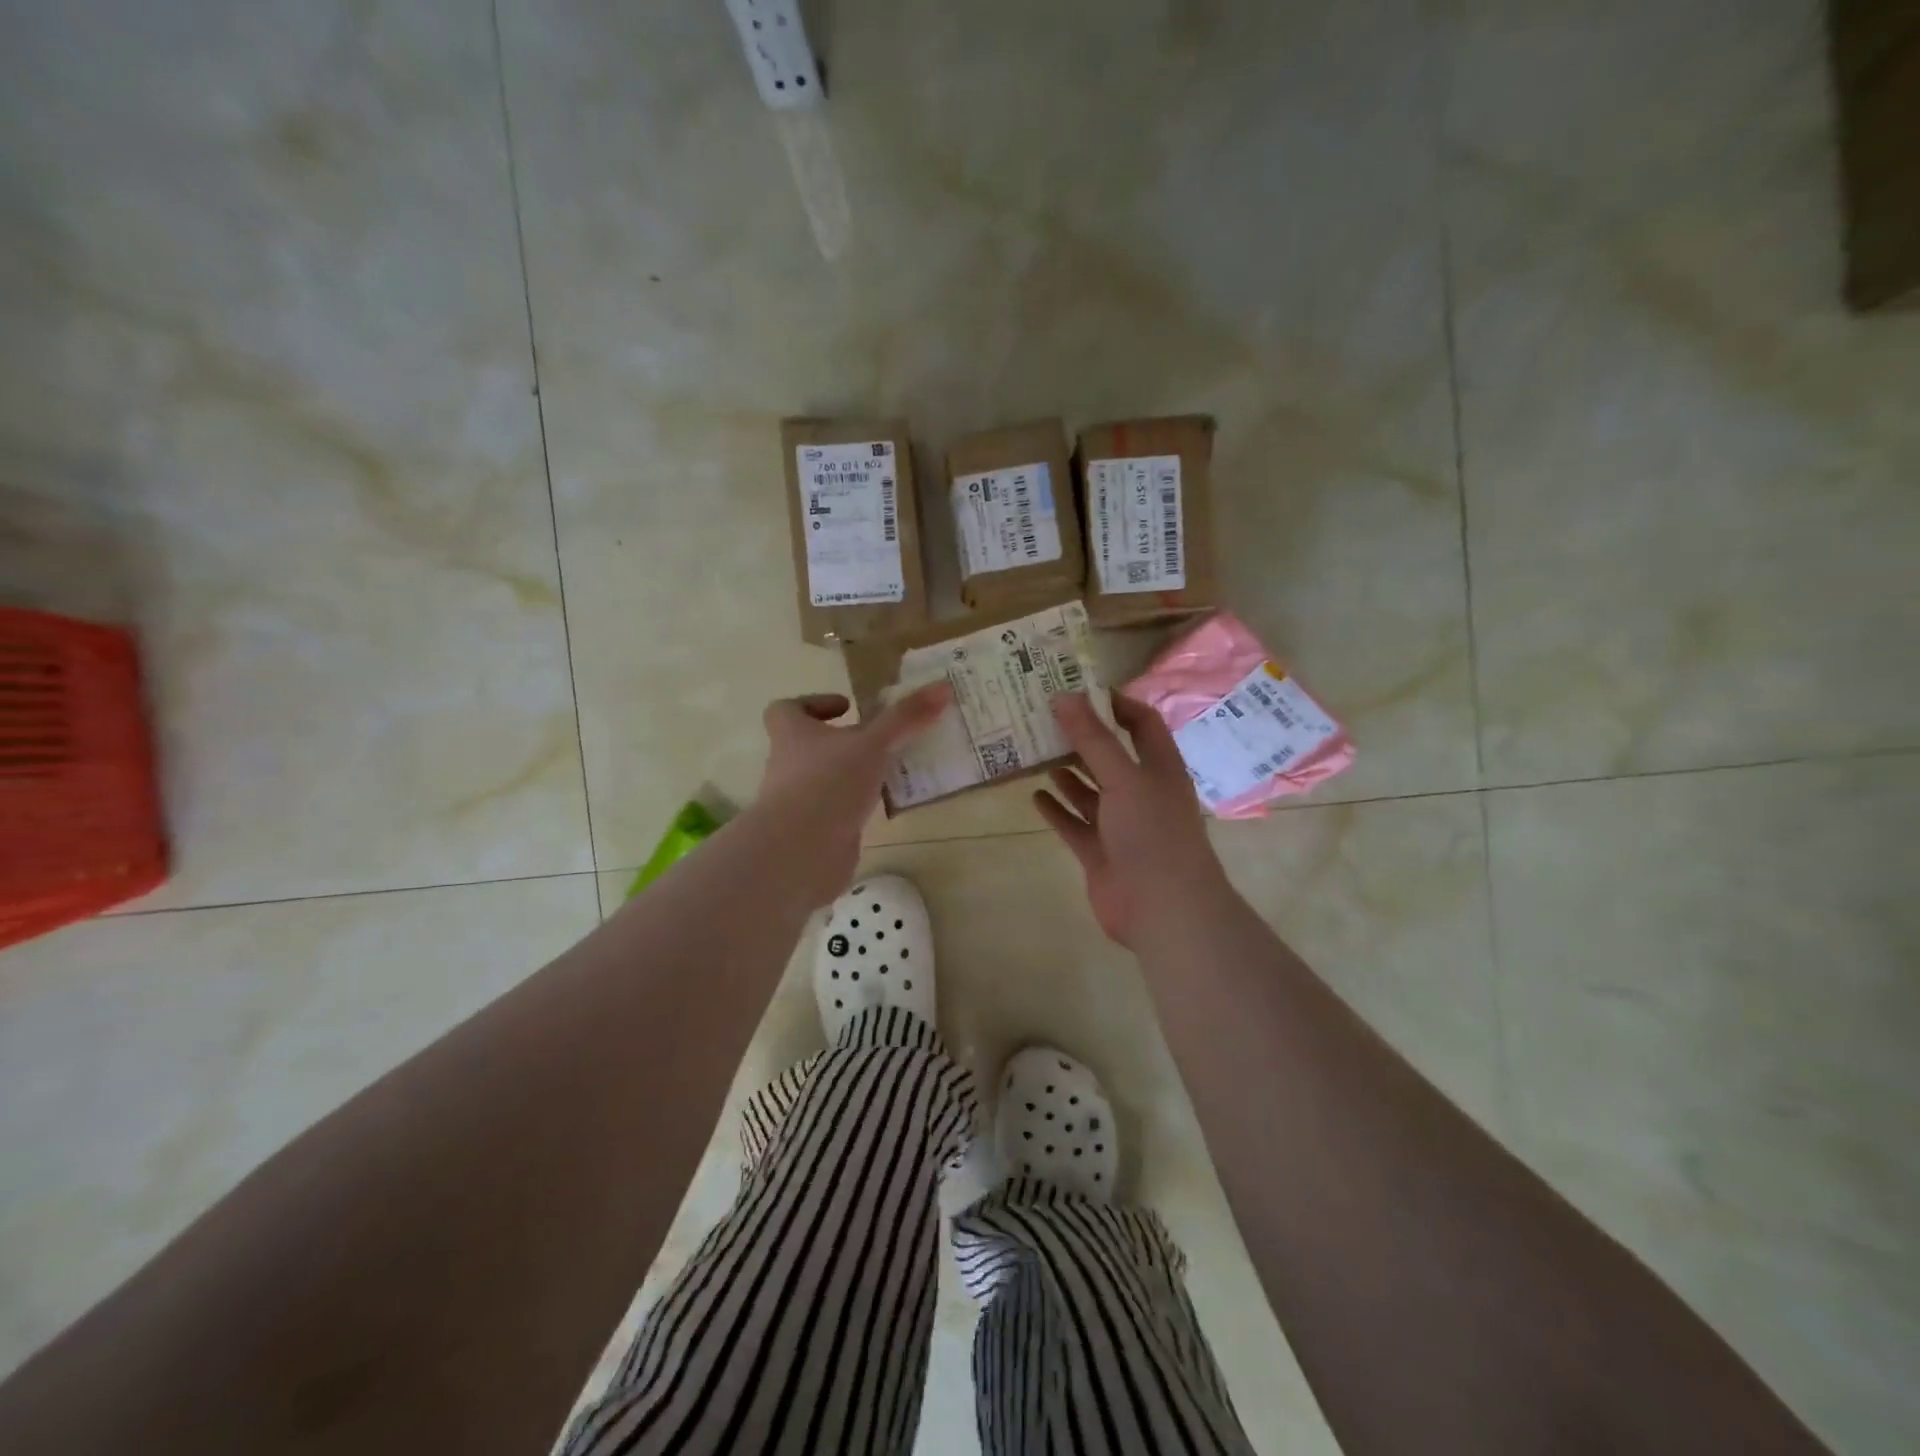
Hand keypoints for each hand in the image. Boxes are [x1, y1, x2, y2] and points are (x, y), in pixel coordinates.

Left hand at [750, 683, 950, 905]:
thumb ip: (905, 717)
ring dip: (852, 775)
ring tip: (891, 772)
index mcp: (792, 735)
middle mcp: (788, 765)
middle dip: (843, 742)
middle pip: (809, 745)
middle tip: (881, 740)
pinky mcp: (812, 831)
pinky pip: (835, 811)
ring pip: (825, 779)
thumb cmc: (828, 783)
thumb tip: (943, 686)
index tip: (848, 707)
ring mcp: (798, 801)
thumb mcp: (873, 744)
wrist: (800, 853)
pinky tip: (883, 808)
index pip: (786, 709)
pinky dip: (855, 807)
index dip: (814, 703)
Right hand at [1035, 693, 1232, 947]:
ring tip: (1034, 751)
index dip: (1116, 704)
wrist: (1163, 908)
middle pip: (1110, 755)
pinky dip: (1057, 810)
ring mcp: (1120, 825)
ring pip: (1090, 791)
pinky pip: (1075, 824)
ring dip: (1067, 773)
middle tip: (1043, 716)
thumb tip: (1064, 696)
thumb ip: (1093, 739)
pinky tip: (1034, 796)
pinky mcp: (1100, 852)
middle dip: (1081, 737)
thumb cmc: (1152, 833)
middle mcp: (1141, 792)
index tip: (1079, 688)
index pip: (1141, 723)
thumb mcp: (1124, 777)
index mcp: (1158, 768)